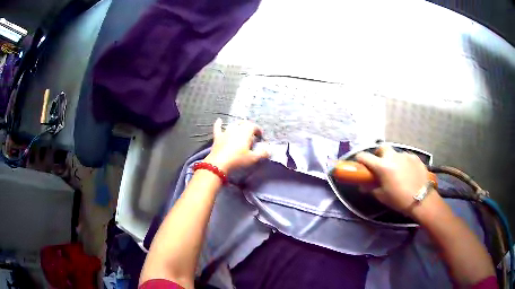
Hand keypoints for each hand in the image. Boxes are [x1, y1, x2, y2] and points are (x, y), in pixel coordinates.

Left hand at [204, 119, 269, 172]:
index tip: (260, 137)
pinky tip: (219, 120)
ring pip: (233, 125)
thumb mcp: (253, 159)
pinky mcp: (217, 137)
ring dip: (238, 126)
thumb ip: (263, 153)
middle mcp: (236, 129)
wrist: (218, 165)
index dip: (258, 130)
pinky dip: (219, 124)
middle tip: (252, 135)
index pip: (254, 126)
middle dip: (249, 127)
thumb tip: (268, 149)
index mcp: (245, 132)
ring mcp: (225, 132)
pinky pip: (217, 128)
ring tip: (240, 130)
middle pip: (244, 124)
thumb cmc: (238, 161)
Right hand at [356, 146, 442, 217]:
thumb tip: (362, 185)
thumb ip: (371, 188)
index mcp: (382, 166)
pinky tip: (407, 172)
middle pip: (382, 148)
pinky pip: (406, 157)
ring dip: (392, 160)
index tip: (359, 164)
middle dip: (379, 154)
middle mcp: (393, 156)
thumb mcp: (382, 196)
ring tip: (397, 172)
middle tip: (380, 165)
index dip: (360, 159)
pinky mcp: (415, 157)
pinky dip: (403, 162)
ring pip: (395, 153)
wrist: (422, 199)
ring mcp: (405, 155)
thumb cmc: (399, 199)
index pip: (365, 156)